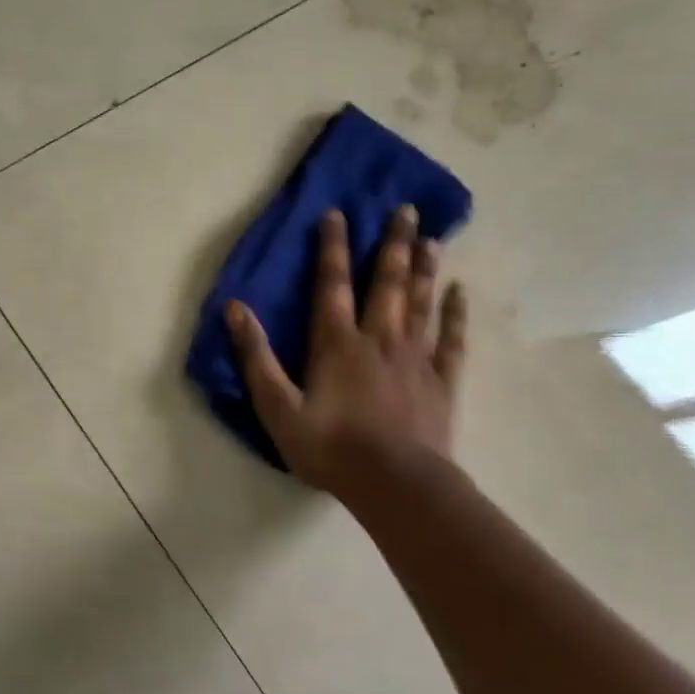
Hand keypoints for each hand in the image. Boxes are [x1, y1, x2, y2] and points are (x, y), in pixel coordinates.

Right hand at [225, 206, 466, 496]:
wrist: (396, 484)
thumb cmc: (330, 447)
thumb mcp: (278, 407)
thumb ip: (256, 357)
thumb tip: (234, 309)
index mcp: (337, 343)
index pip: (331, 284)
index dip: (332, 247)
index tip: (338, 213)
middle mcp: (379, 339)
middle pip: (386, 283)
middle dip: (392, 244)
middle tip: (405, 209)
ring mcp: (415, 358)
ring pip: (420, 302)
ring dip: (424, 268)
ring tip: (431, 237)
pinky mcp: (441, 381)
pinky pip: (452, 339)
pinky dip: (456, 314)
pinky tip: (460, 292)